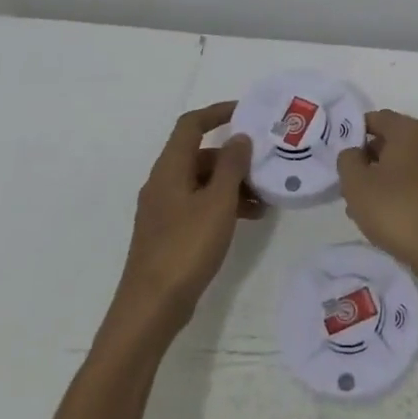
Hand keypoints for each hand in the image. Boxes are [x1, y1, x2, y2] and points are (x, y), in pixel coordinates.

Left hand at [105, 102, 264, 349]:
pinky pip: (199, 204)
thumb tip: (239, 137)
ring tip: (264, 199)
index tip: (247, 112)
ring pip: (202, 182)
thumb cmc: (186, 247)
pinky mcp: (170, 232)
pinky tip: (248, 219)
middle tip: (265, 166)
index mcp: (170, 169)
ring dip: (232, 184)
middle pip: (200, 155)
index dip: (217, 112)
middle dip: (234, 157)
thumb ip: (232, 166)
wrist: (152, 306)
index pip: (191, 125)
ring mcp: (164, 209)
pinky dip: (222, 204)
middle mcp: (163, 182)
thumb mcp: (218, 203)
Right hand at [337, 109, 417, 289]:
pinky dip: (407, 186)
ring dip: (387, 176)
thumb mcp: (356, 185)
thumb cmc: (398, 211)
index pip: (376, 119)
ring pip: (408, 159)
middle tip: (354, 188)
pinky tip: (394, 212)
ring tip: (369, 207)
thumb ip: (347, 159)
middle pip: (393, 139)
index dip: (355, 136)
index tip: (344, 161)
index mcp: (411, 127)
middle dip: (371, 160)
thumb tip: (356, 152)